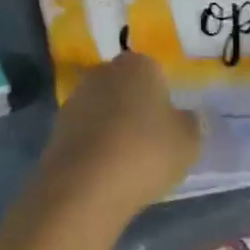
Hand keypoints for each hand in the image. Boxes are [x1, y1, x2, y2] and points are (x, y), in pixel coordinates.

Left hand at [32, 53, 201, 228]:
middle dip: (137, 108)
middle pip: (127, 87)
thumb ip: (191, 123)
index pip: (156, 72)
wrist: (85, 185)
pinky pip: (88, 131)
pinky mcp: (58, 125)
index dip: (164, 98)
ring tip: (128, 161)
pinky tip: (106, 169)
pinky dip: (96, 145)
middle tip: (152, 142)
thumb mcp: (189, 141)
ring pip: (105, 108)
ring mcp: (77, 97)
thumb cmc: (146, 153)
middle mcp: (104, 71)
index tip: (170, 126)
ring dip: (115, 127)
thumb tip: (186, 116)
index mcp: (138, 64)